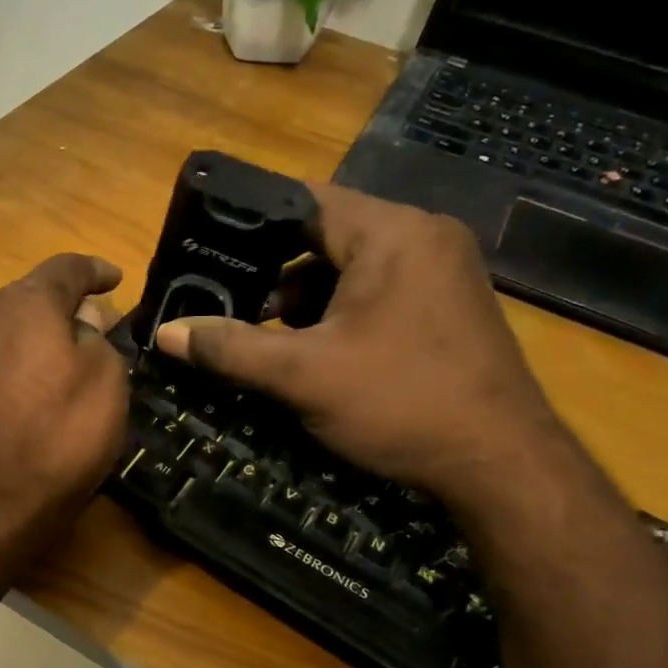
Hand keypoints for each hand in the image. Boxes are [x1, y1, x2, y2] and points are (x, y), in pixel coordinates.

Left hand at [0, 254, 129, 560]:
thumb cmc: (52, 446)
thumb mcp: (105, 388)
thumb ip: (96, 340)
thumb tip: (76, 326)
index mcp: (23, 304)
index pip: (66, 268)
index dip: (94, 271)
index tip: (113, 279)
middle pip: (26, 301)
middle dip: (58, 313)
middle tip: (86, 338)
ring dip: (25, 344)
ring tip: (47, 376)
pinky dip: (0, 373)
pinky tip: (11, 404)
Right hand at [154, 183, 564, 503]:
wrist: (501, 465)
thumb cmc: (400, 403)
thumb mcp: (302, 375)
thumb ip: (230, 347)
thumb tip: (166, 332)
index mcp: (393, 233)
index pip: (306, 201)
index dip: (250, 222)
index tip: (207, 248)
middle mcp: (424, 238)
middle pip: (327, 235)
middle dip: (275, 271)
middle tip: (227, 299)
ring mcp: (443, 272)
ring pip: (352, 267)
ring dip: (306, 297)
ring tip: (264, 334)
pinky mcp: (448, 306)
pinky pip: (379, 290)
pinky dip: (340, 312)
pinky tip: (315, 350)